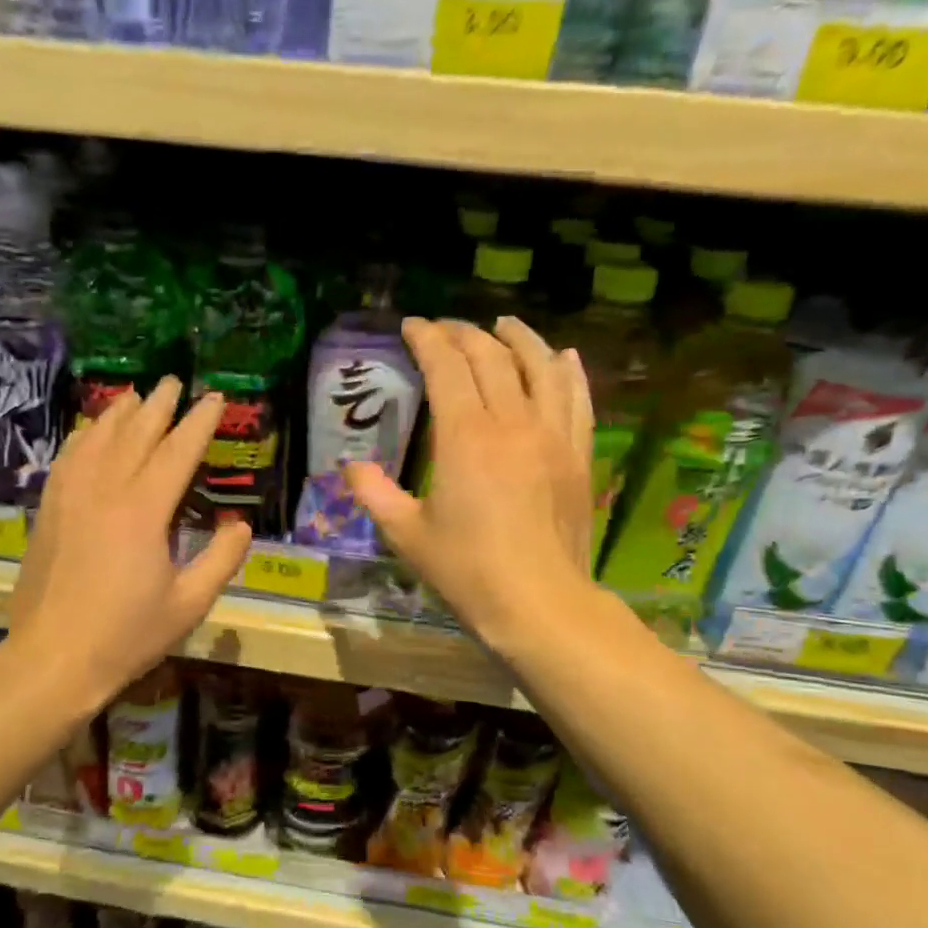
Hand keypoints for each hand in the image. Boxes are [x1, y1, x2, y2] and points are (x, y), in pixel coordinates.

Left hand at [9, 376, 250, 706]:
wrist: (52, 659)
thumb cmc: (127, 635)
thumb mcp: (189, 604)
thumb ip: (221, 559)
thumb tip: (240, 524)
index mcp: (144, 511)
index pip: (177, 452)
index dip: (199, 423)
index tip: (214, 399)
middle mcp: (105, 491)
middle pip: (135, 434)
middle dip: (159, 406)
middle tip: (174, 382)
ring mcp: (70, 498)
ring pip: (97, 440)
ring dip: (119, 414)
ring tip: (135, 396)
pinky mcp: (48, 511)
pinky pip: (67, 459)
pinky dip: (83, 437)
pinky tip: (89, 431)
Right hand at [347, 317, 595, 653]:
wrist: (538, 603)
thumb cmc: (466, 570)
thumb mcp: (406, 534)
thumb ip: (374, 493)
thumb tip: (349, 467)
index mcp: (465, 436)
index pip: (446, 366)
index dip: (427, 339)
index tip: (412, 325)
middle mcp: (512, 422)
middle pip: (491, 357)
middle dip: (464, 334)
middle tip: (444, 329)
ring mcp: (552, 435)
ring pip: (540, 366)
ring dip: (519, 338)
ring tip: (504, 324)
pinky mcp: (578, 454)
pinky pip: (577, 398)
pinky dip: (567, 371)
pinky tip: (562, 357)